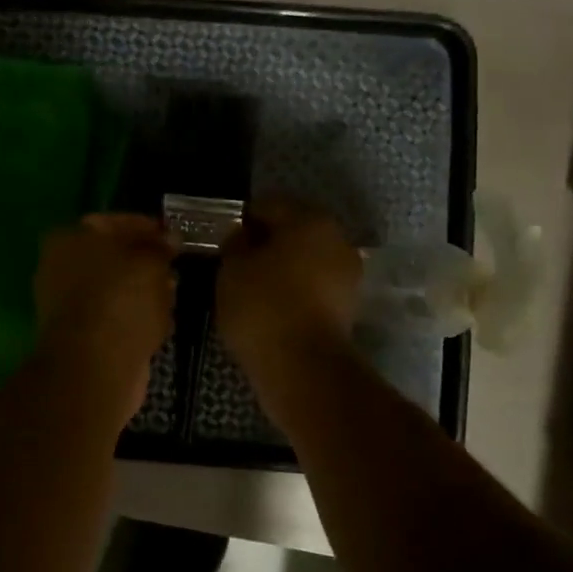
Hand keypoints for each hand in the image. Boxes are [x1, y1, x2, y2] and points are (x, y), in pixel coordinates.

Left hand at [33, 213, 176, 419]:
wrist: (95, 367)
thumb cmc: (120, 300)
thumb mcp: (149, 261)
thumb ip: (160, 245)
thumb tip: (169, 238)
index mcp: (68, 239)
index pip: (112, 222)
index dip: (146, 226)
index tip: (174, 235)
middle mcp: (60, 268)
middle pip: (112, 257)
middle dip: (146, 261)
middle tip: (175, 265)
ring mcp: (68, 305)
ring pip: (115, 288)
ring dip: (144, 289)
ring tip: (173, 293)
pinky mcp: (81, 336)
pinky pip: (115, 316)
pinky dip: (136, 316)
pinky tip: (161, 321)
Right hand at [216, 198, 361, 374]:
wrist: (302, 365)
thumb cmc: (262, 305)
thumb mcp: (232, 267)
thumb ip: (235, 243)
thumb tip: (244, 236)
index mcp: (309, 219)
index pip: (268, 206)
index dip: (242, 221)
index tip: (224, 241)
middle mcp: (336, 238)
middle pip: (292, 231)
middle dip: (266, 244)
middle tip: (236, 265)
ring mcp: (347, 273)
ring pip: (304, 259)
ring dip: (282, 268)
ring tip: (252, 289)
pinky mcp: (348, 305)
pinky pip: (313, 286)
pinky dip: (294, 291)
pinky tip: (272, 308)